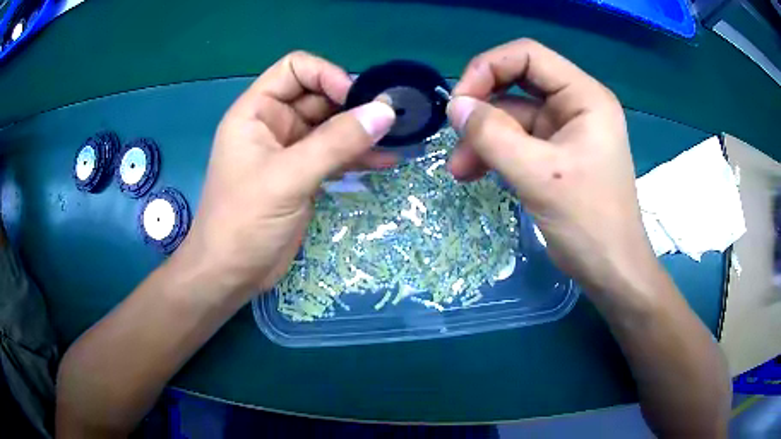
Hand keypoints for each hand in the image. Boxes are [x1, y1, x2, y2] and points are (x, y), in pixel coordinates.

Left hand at [176, 51, 395, 296]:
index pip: (296, 69)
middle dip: (353, 105)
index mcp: (256, 111)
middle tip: (390, 120)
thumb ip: (336, 143)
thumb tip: (385, 112)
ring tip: (397, 138)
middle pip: (319, 96)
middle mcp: (273, 124)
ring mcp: (290, 150)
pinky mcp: (303, 175)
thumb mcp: (287, 178)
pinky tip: (386, 161)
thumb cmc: (243, 222)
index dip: (327, 76)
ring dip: (361, 131)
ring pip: (331, 126)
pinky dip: (358, 156)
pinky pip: (334, 155)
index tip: (357, 101)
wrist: (230, 274)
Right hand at [446, 39, 657, 295]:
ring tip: (459, 171)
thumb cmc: (588, 221)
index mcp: (584, 96)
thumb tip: (455, 106)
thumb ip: (492, 135)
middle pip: (516, 84)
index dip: (488, 68)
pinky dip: (494, 153)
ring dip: (483, 138)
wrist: (610, 270)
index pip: (527, 55)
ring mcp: (565, 130)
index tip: (460, 102)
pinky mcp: (556, 154)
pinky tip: (473, 174)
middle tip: (455, 138)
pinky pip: (517, 141)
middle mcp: (575, 105)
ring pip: (512, 117)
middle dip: (482, 109)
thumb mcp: (538, 175)